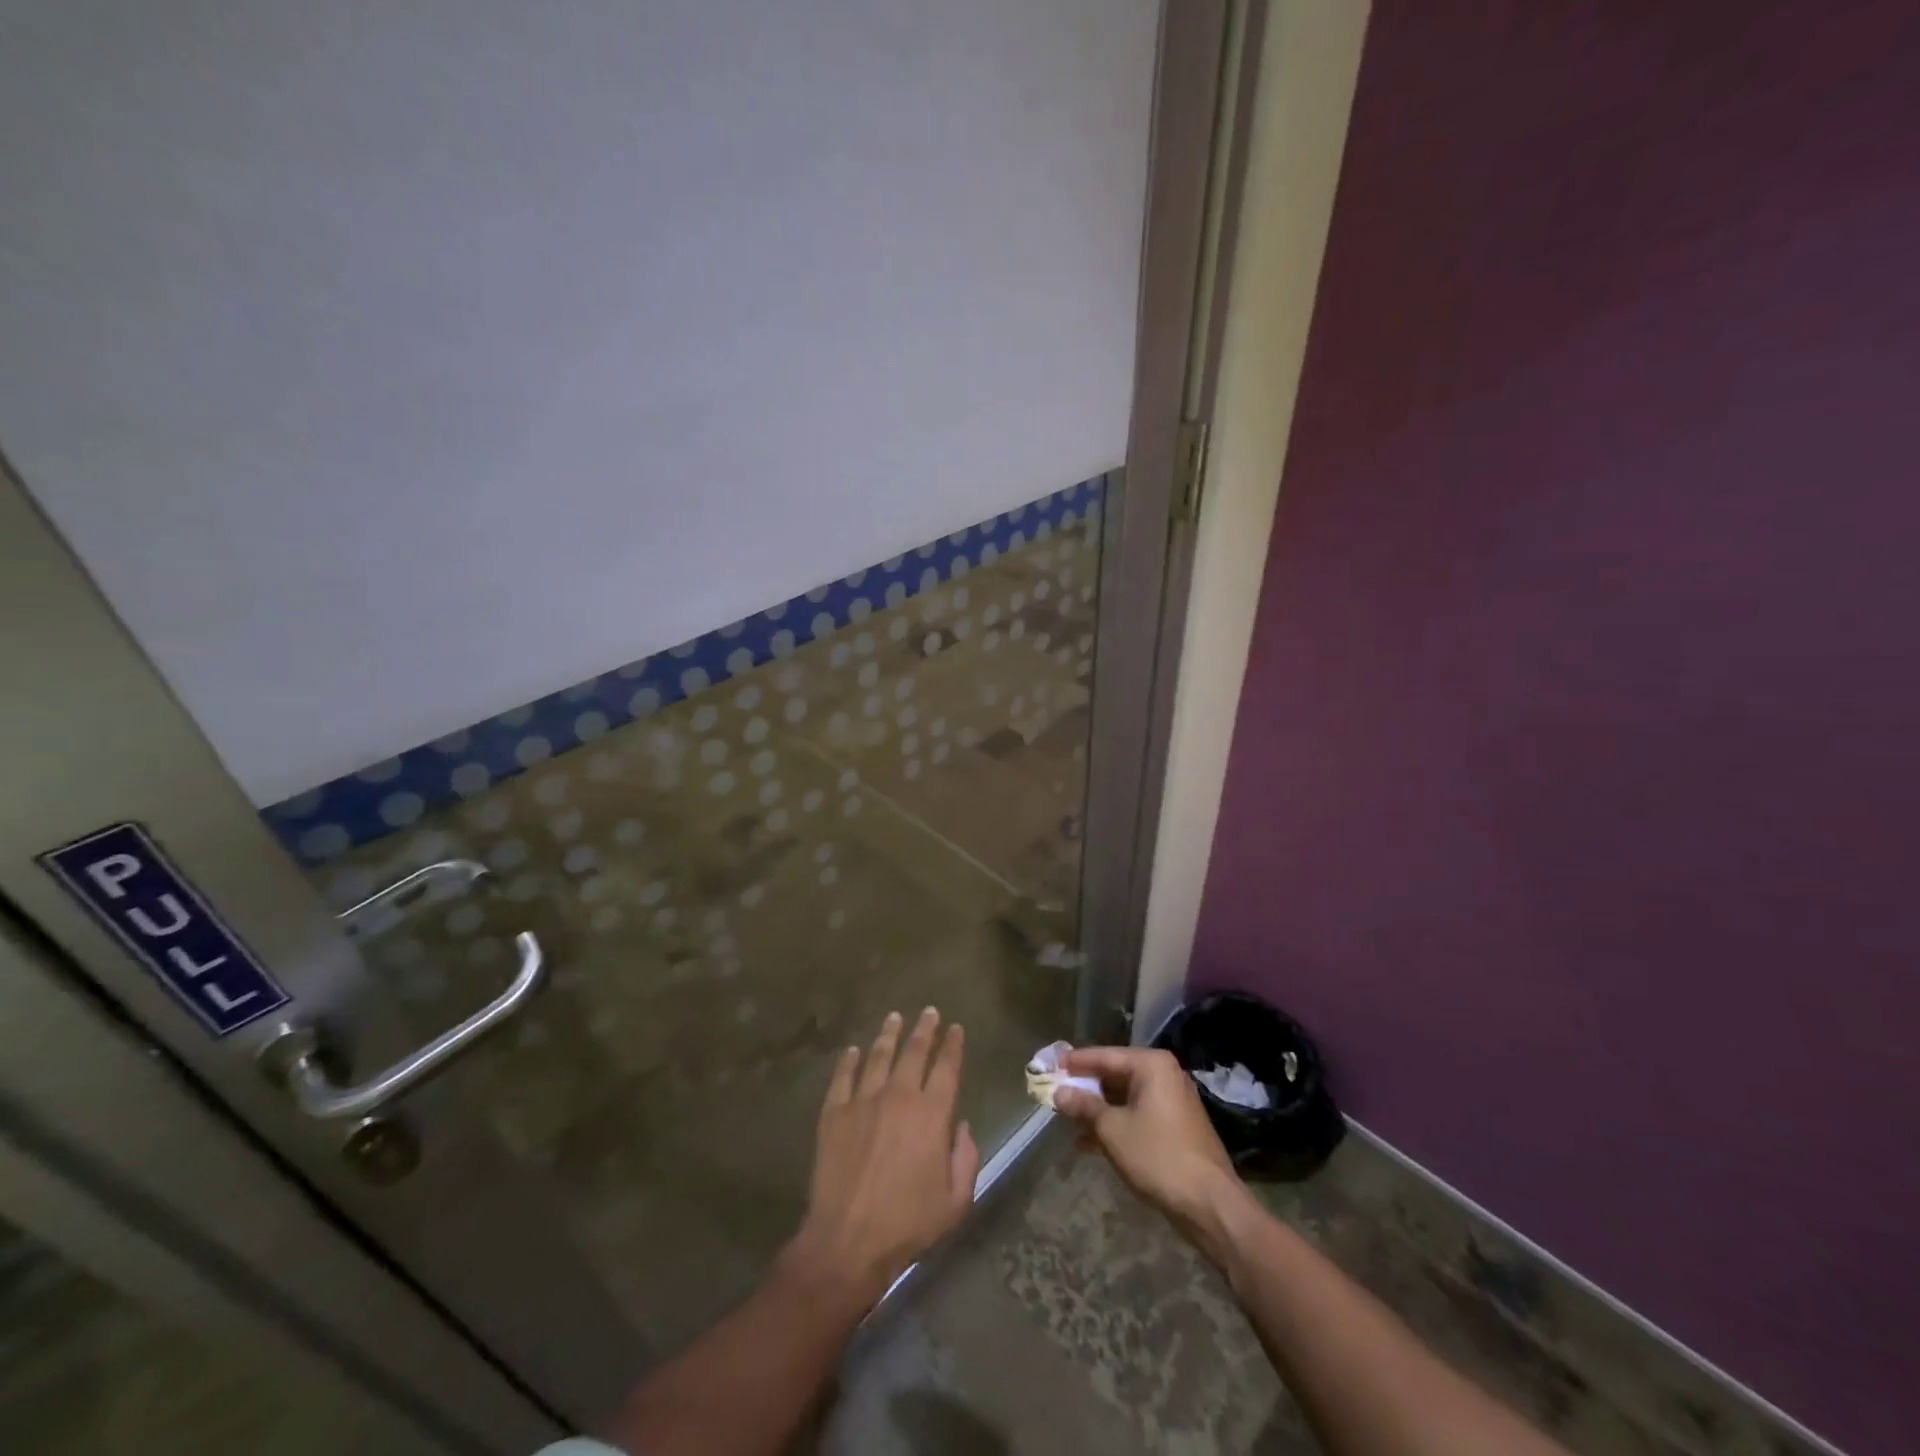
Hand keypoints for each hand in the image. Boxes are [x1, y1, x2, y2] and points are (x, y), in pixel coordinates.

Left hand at [783, 1009, 979, 1310]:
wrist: (848, 1240)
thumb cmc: (908, 1223)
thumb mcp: (955, 1201)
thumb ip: (966, 1158)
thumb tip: (961, 1126)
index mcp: (932, 1114)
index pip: (947, 1067)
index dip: (953, 1045)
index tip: (955, 1028)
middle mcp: (899, 1096)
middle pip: (914, 1051)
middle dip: (924, 1028)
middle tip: (929, 1011)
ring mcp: (863, 1101)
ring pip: (878, 1055)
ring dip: (889, 1034)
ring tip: (895, 1018)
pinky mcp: (834, 1112)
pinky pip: (843, 1076)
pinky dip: (849, 1060)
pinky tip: (853, 1049)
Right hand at [1051, 1046, 1245, 1253]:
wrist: (1209, 1204)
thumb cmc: (1157, 1155)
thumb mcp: (1112, 1129)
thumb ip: (1083, 1106)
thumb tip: (1059, 1092)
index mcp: (1151, 1065)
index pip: (1104, 1055)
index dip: (1075, 1062)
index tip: (1050, 1064)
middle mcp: (1164, 1076)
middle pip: (1114, 1075)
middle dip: (1085, 1089)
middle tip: (1055, 1094)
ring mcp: (1172, 1102)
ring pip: (1124, 1098)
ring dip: (1096, 1111)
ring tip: (1067, 1123)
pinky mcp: (1174, 1127)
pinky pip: (1136, 1116)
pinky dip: (1114, 1125)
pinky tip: (1088, 1144)